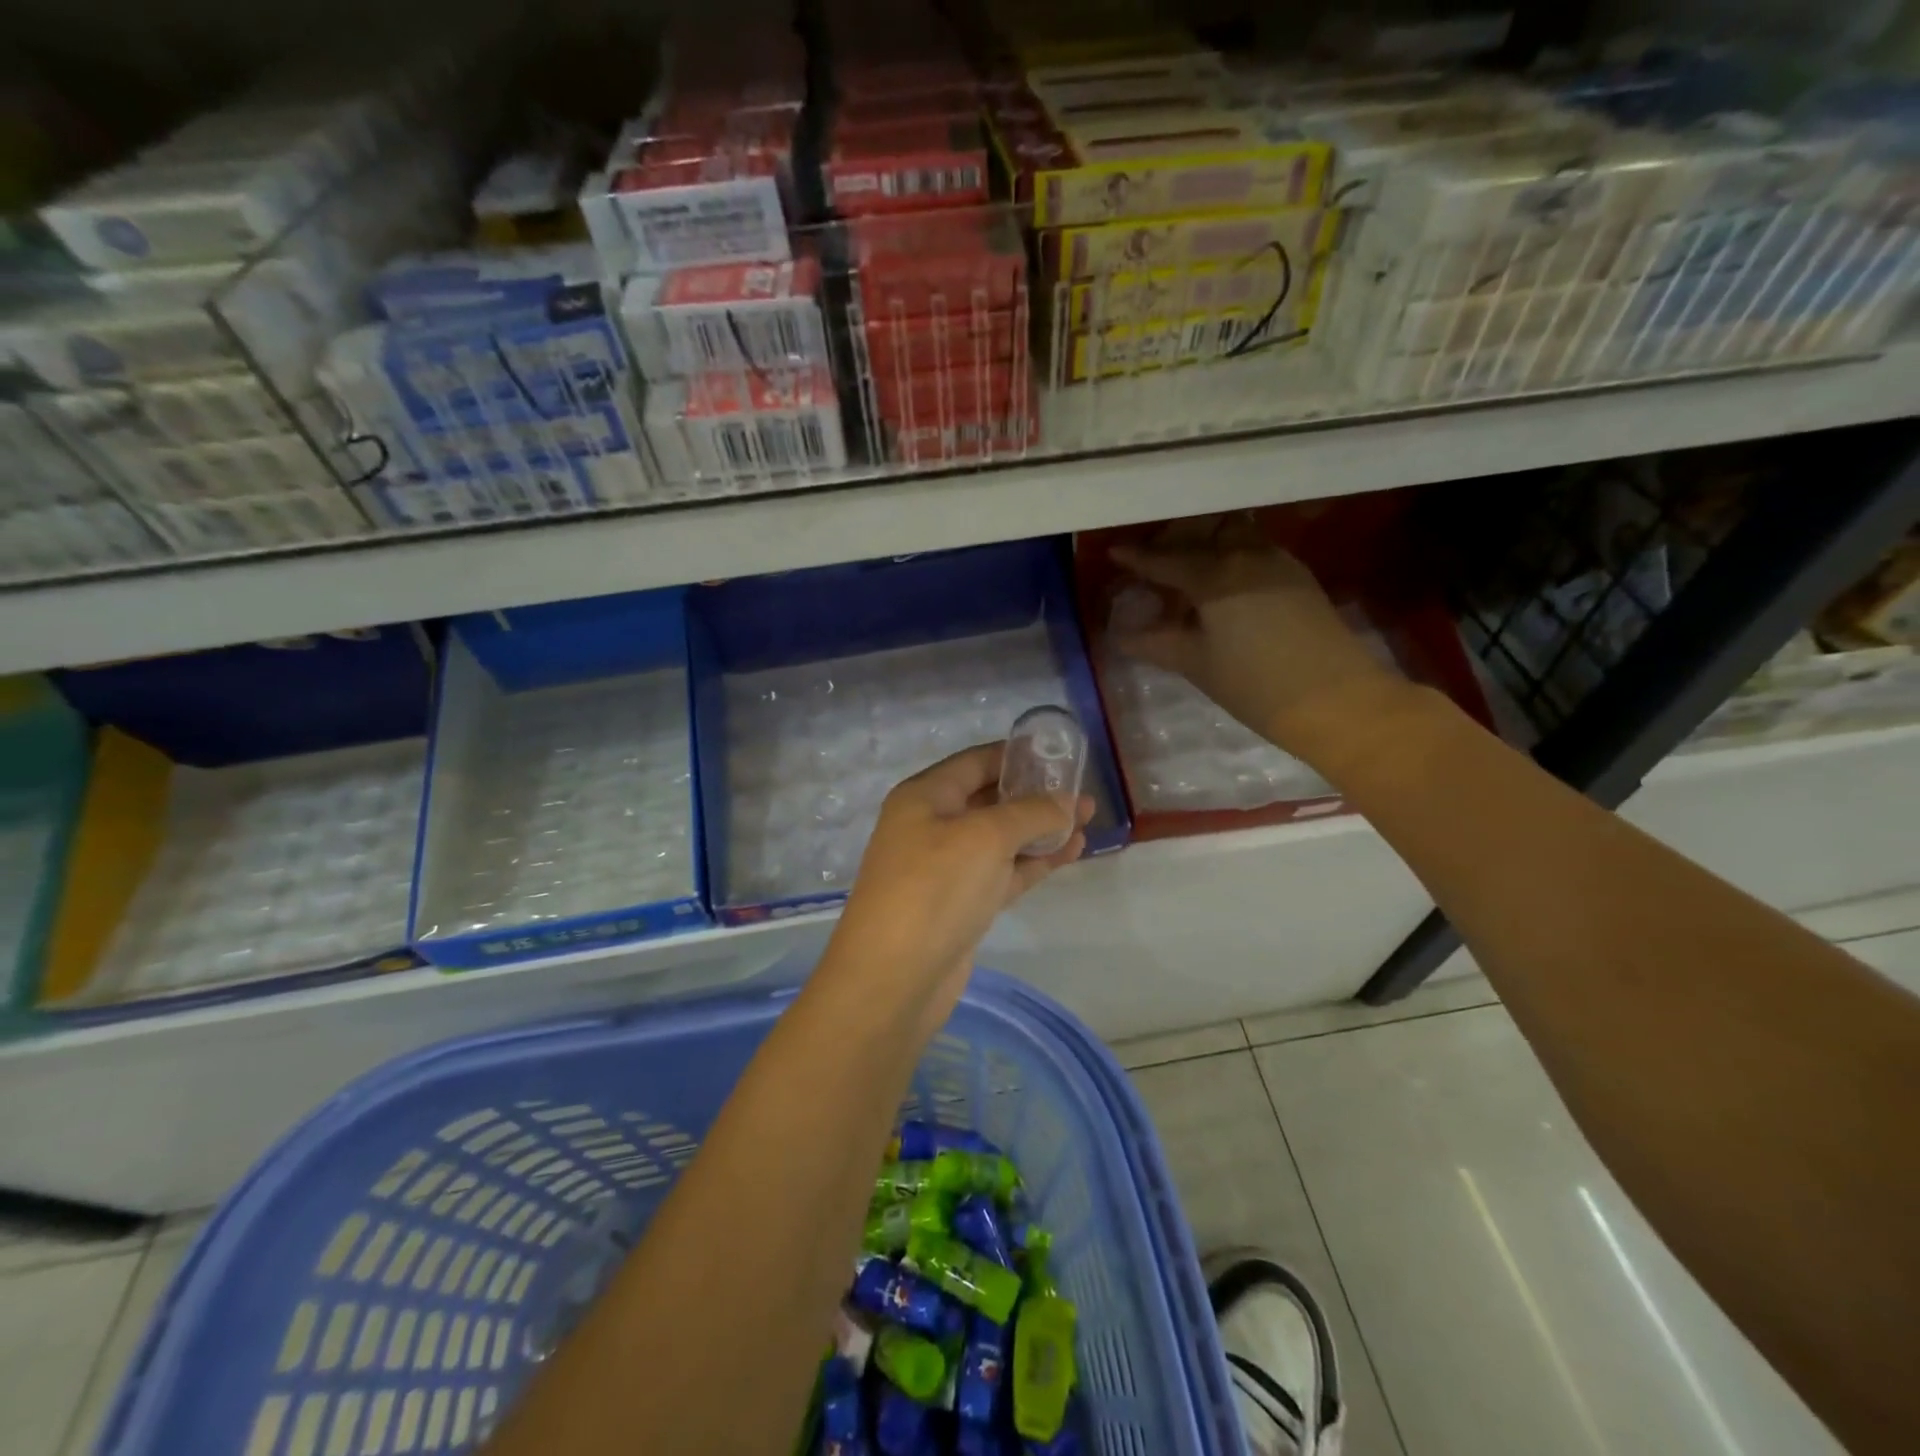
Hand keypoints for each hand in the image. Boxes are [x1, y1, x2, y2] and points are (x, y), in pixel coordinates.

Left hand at [826, 743, 1093, 1027]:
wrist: (894, 978)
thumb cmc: (934, 888)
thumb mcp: (986, 837)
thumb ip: (1031, 813)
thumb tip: (1067, 802)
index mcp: (924, 797)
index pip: (975, 762)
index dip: (1016, 755)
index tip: (1059, 753)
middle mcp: (932, 826)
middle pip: (989, 799)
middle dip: (1035, 794)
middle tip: (1083, 791)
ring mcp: (946, 868)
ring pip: (1001, 838)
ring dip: (1041, 829)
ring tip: (1089, 820)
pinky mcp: (962, 904)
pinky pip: (1004, 872)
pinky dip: (1035, 862)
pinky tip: (1071, 852)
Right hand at [1111, 516, 1404, 758]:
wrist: (1336, 701)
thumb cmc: (1255, 685)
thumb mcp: (1196, 664)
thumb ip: (1155, 643)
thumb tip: (1122, 636)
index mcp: (1216, 575)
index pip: (1166, 560)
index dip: (1137, 558)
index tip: (1114, 551)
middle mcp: (1248, 555)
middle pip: (1206, 529)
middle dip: (1177, 538)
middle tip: (1155, 558)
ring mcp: (1279, 562)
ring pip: (1236, 535)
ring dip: (1208, 544)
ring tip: (1188, 573)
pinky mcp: (1299, 577)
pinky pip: (1255, 551)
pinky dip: (1232, 558)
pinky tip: (1223, 588)